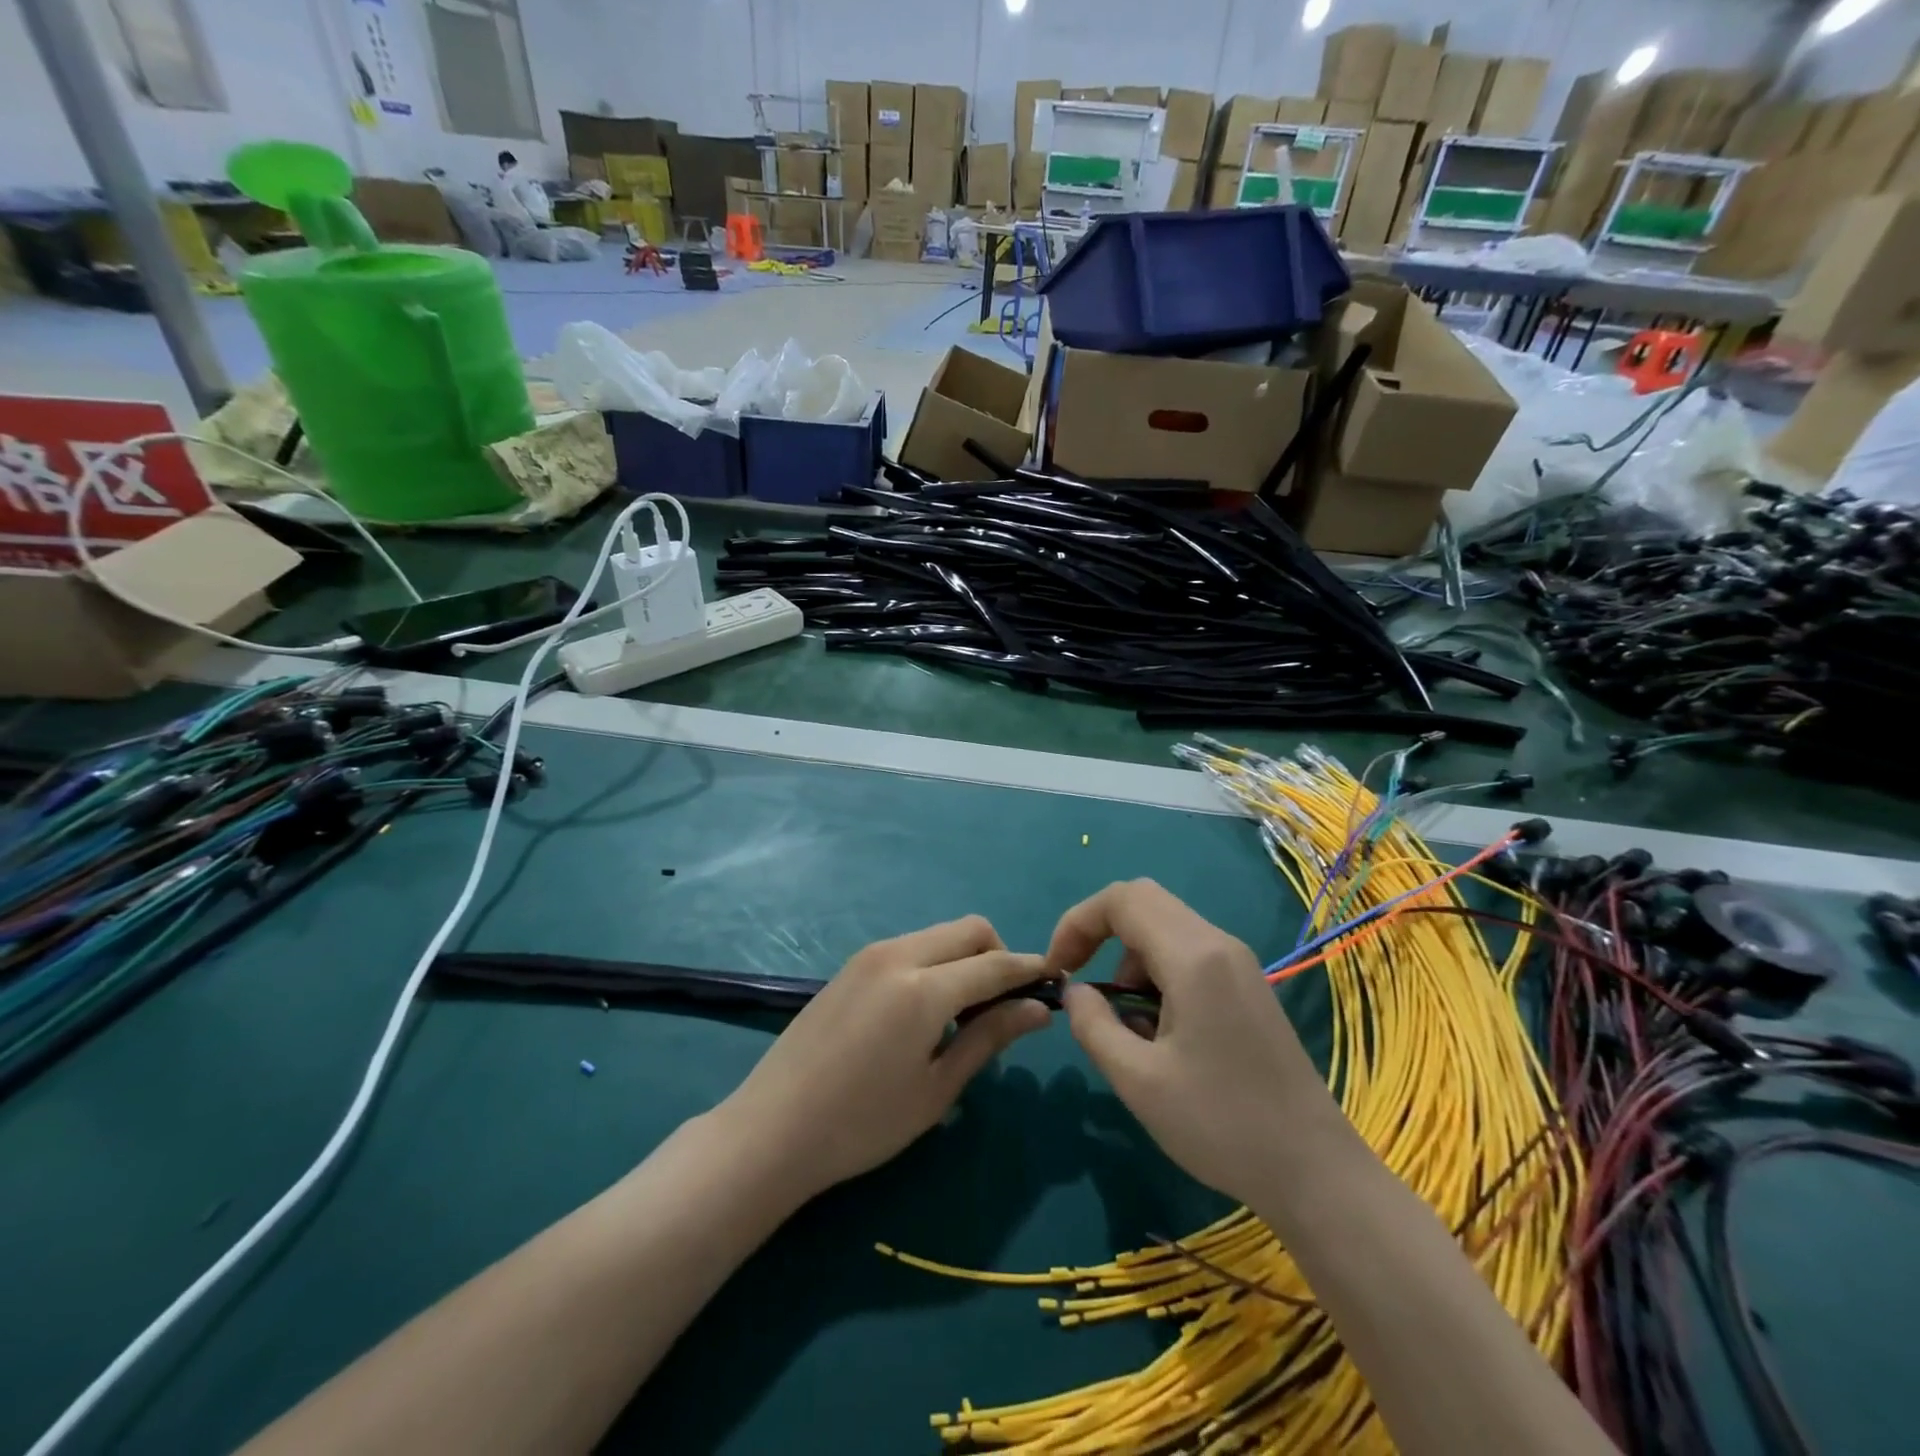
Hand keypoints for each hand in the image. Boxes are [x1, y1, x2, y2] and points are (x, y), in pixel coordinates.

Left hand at [719, 915, 1054, 1201]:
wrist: (772, 1128)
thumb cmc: (862, 1123)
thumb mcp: (937, 1089)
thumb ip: (990, 1038)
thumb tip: (1039, 1009)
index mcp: (924, 988)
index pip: (994, 964)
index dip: (1029, 971)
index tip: (1055, 983)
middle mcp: (899, 955)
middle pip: (969, 930)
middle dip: (998, 955)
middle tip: (1004, 1006)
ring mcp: (870, 954)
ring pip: (939, 934)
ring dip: (966, 958)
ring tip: (964, 1014)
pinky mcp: (852, 964)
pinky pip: (911, 946)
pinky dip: (935, 962)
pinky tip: (926, 1010)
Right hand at [1052, 880, 1340, 1207]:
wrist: (1315, 1172)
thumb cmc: (1221, 1125)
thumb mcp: (1138, 1081)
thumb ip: (1093, 1025)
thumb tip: (1075, 992)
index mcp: (1193, 957)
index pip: (1122, 900)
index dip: (1078, 923)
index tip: (1058, 969)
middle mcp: (1218, 944)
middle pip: (1144, 901)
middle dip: (1099, 932)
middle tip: (1080, 982)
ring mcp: (1238, 962)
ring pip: (1165, 927)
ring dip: (1129, 958)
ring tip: (1124, 1022)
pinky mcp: (1247, 985)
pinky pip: (1188, 953)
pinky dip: (1156, 973)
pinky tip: (1158, 1029)